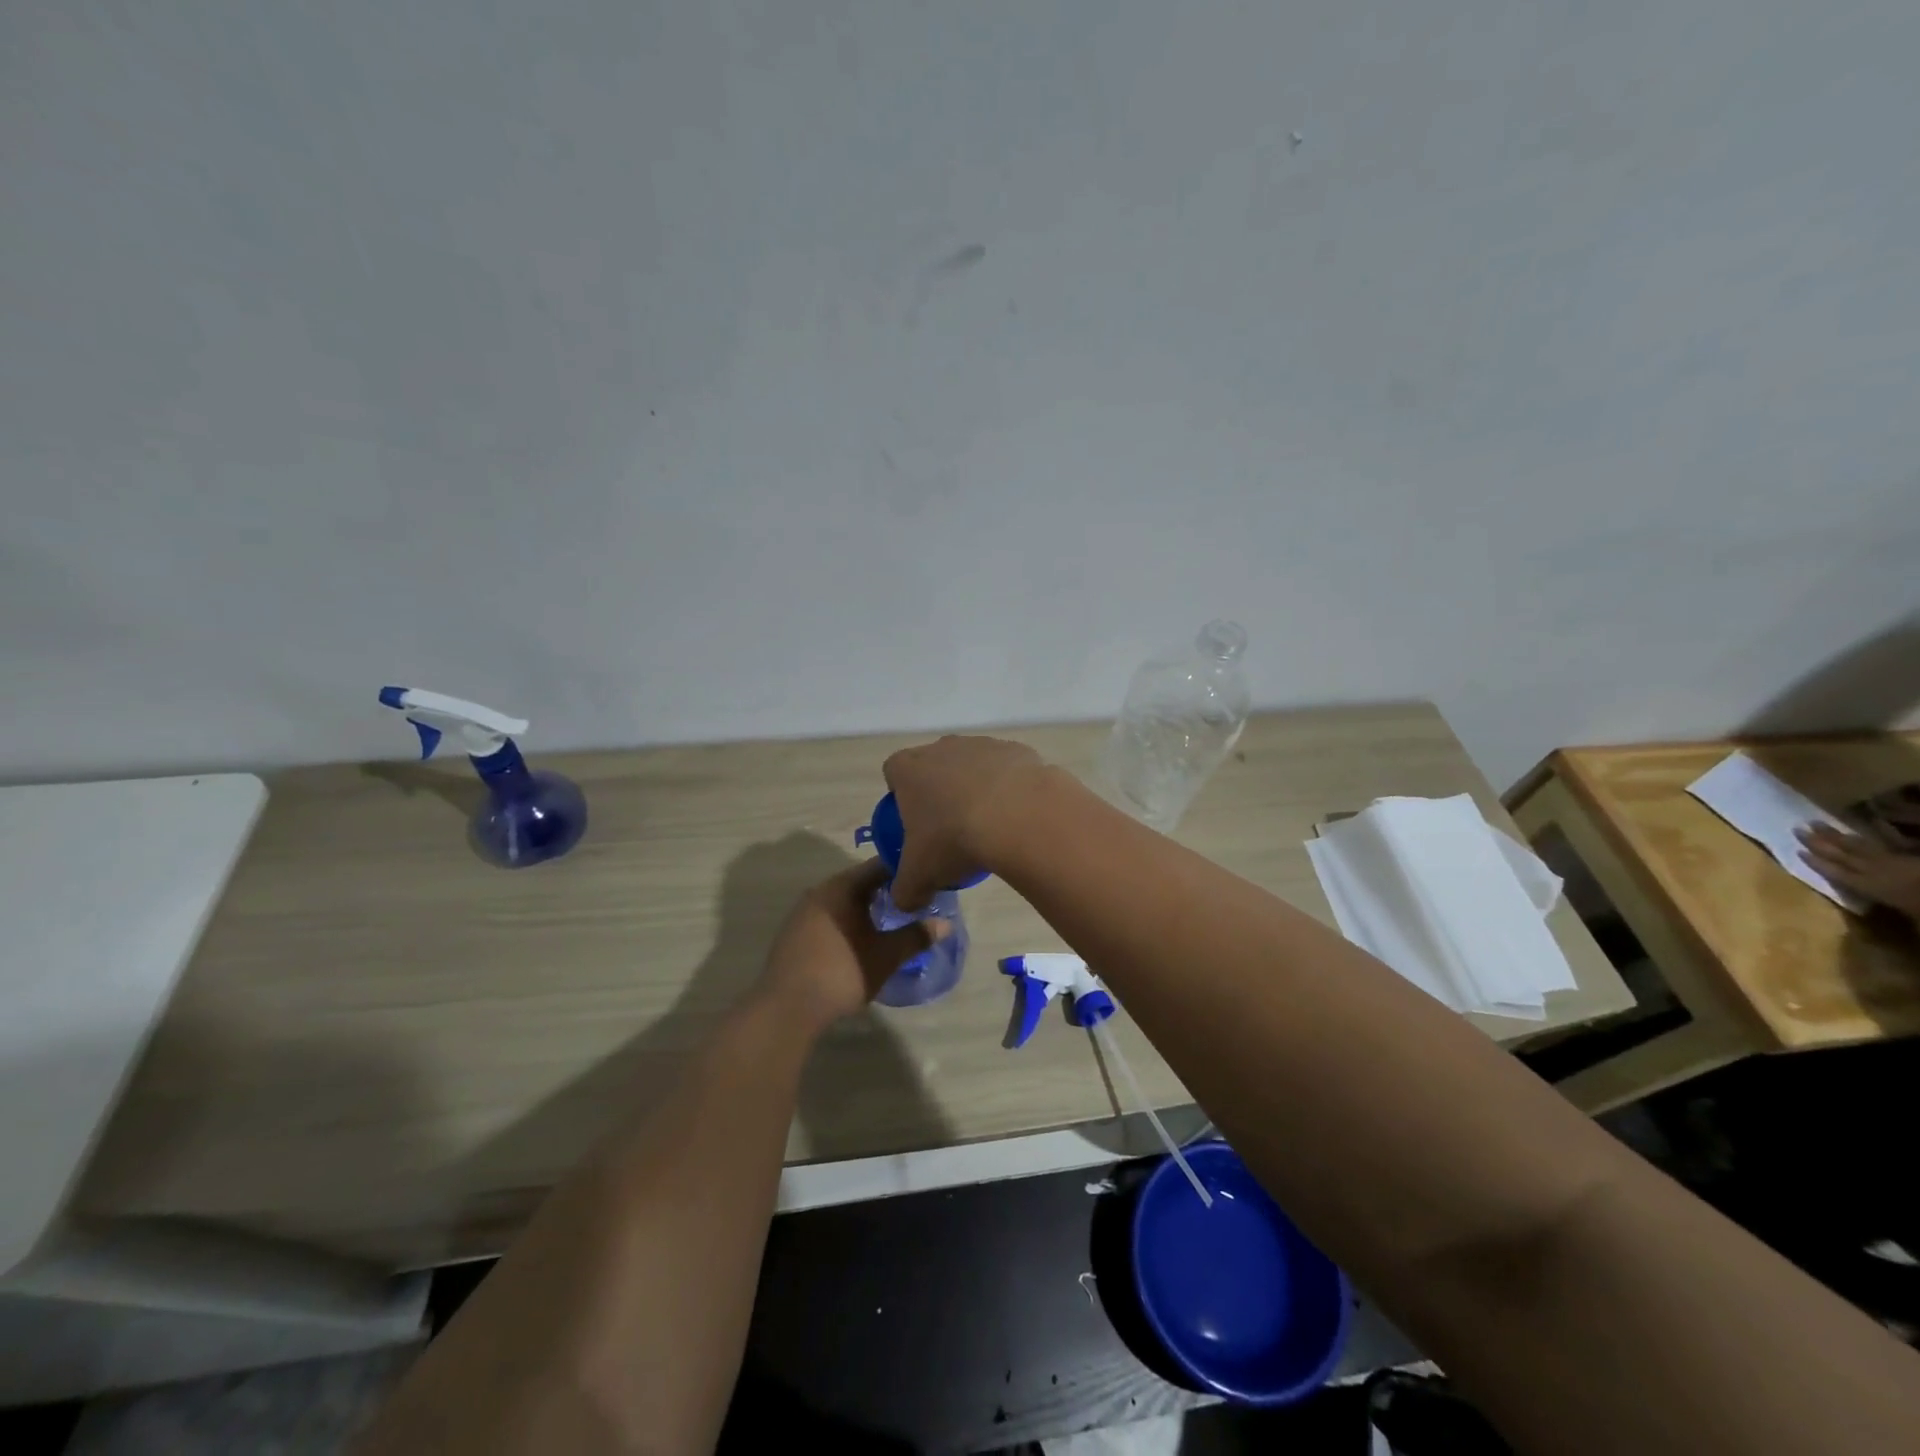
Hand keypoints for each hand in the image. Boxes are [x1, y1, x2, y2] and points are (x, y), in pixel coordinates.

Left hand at [759, 861, 947, 1030]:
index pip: (879, 866)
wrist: (787, 1007)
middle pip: (860, 882)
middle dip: (887, 891)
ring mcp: (803, 913)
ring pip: (843, 901)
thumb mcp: (886, 956)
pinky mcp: (793, 934)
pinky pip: (829, 917)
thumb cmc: (842, 972)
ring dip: (866, 908)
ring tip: (891, 921)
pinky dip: (848, 921)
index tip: (925, 880)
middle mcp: (820, 892)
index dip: (904, 871)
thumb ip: (916, 936)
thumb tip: (945, 924)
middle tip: (913, 902)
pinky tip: (861, 939)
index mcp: (841, 887)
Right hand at [882, 735, 1049, 909]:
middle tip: (949, 828)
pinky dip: (1009, 789)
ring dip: (976, 790)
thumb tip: (905, 901)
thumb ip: (905, 891)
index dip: (899, 795)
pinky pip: (1007, 771)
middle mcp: (943, 747)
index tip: (912, 822)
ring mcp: (982, 744)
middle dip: (939, 792)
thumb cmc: (954, 840)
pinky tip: (1017, 817)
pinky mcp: (1017, 750)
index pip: (894, 771)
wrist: (1019, 817)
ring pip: (972, 766)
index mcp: (910, 769)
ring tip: (989, 826)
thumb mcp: (920, 877)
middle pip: (934, 767)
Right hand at [1797, 824, 1919, 924]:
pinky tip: (1857, 835)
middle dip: (1822, 842)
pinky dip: (1866, 840)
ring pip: (1862, 848)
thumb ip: (1894, 918)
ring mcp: (1900, 863)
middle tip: (1799, 827)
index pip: (1840, 872)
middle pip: (1847, 855)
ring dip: (1839, 836)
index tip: (1798, 850)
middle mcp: (1883, 872)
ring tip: (1818, 824)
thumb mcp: (1915, 924)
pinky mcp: (1913, 860)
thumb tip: (1870, 920)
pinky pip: (1883, 847)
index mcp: (1877, 887)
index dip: (1818, 862)